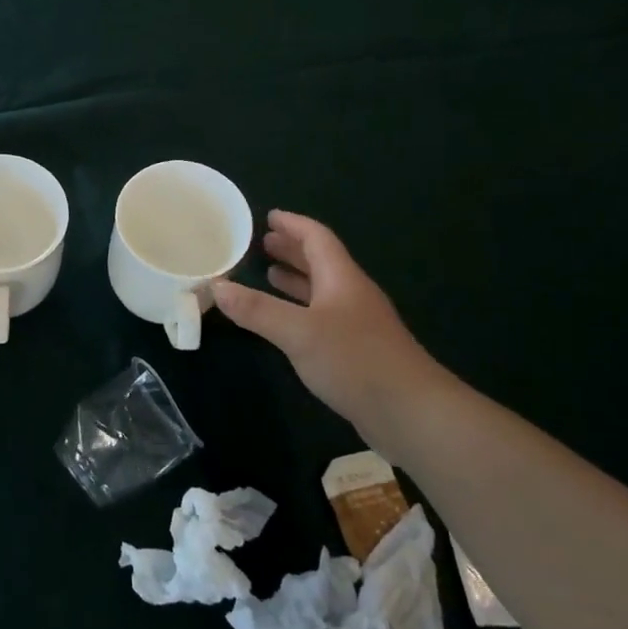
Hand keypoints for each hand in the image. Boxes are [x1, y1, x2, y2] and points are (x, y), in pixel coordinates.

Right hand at [212, 210, 449, 463]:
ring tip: (268, 274)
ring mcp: (357, 324)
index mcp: (341, 279)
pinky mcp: (357, 351)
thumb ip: (257, 310)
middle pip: (321, 262)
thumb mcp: (298, 332)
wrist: (410, 412)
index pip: (317, 238)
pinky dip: (300, 309)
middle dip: (292, 250)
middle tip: (263, 243)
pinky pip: (322, 317)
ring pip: (322, 291)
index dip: (293, 225)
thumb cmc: (355, 360)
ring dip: (296, 280)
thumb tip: (217, 287)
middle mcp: (351, 295)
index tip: (269, 216)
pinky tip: (287, 322)